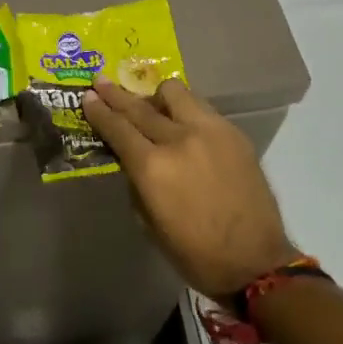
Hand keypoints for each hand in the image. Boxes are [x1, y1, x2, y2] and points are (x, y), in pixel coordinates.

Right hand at [81, 76, 295, 296]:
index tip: (88, 96)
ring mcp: (210, 132)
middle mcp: (179, 139)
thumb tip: (130, 157)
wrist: (254, 261)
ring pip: (176, 94)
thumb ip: (136, 180)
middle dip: (117, 94)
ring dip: (156, 97)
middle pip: (141, 106)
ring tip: (151, 104)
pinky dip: (185, 110)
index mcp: (152, 167)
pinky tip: (182, 122)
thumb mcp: (148, 220)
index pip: (118, 128)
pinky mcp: (234, 134)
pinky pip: (202, 108)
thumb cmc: (193, 252)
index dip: (100, 111)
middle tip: (102, 82)